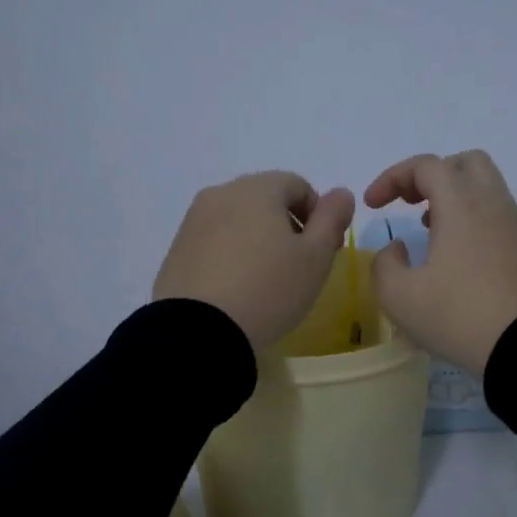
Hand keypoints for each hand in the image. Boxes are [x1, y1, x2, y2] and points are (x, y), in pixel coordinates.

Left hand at [153, 171, 356, 353]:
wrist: (198, 331)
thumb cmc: (268, 290)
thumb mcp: (315, 257)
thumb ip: (332, 219)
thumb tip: (341, 193)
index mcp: (257, 188)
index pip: (297, 184)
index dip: (318, 214)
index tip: (323, 249)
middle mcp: (220, 194)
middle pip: (265, 199)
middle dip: (287, 225)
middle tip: (298, 266)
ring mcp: (192, 221)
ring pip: (237, 220)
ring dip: (257, 240)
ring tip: (266, 281)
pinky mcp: (175, 250)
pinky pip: (213, 243)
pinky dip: (230, 256)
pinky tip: (236, 289)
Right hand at [363, 150, 516, 376]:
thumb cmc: (459, 316)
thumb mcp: (399, 296)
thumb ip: (384, 264)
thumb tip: (398, 249)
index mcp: (461, 205)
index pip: (426, 165)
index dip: (392, 177)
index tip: (373, 206)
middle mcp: (492, 205)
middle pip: (465, 163)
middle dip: (432, 175)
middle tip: (410, 202)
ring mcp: (514, 227)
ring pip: (484, 188)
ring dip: (452, 198)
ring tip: (428, 229)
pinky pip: (495, 216)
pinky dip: (470, 219)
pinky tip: (453, 256)